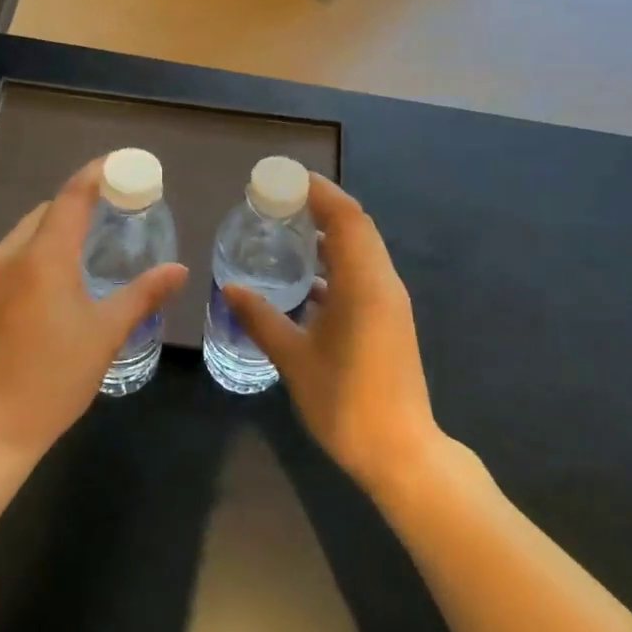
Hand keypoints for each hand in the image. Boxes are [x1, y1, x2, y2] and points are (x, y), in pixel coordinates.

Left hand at [0, 158, 187, 466]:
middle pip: (48, 211)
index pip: (73, 195)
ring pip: (29, 234)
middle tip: (119, 212)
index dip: (98, 173)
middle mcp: (10, 255)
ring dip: (60, 229)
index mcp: (42, 256)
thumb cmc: (50, 379)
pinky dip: (42, 252)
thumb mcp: (105, 335)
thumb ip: (142, 295)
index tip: (124, 165)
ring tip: (95, 245)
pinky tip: (63, 279)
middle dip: (81, 203)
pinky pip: (16, 257)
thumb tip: (178, 269)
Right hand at [224, 175, 443, 493]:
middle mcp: (384, 282)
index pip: (346, 217)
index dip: (319, 191)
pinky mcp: (390, 318)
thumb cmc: (345, 403)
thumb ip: (261, 318)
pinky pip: (364, 271)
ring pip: (363, 249)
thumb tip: (230, 287)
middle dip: (321, 205)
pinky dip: (338, 261)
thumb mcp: (294, 359)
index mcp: (365, 284)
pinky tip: (308, 276)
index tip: (284, 179)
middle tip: (279, 199)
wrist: (401, 452)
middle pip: (357, 226)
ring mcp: (391, 301)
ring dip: (331, 232)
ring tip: (289, 228)